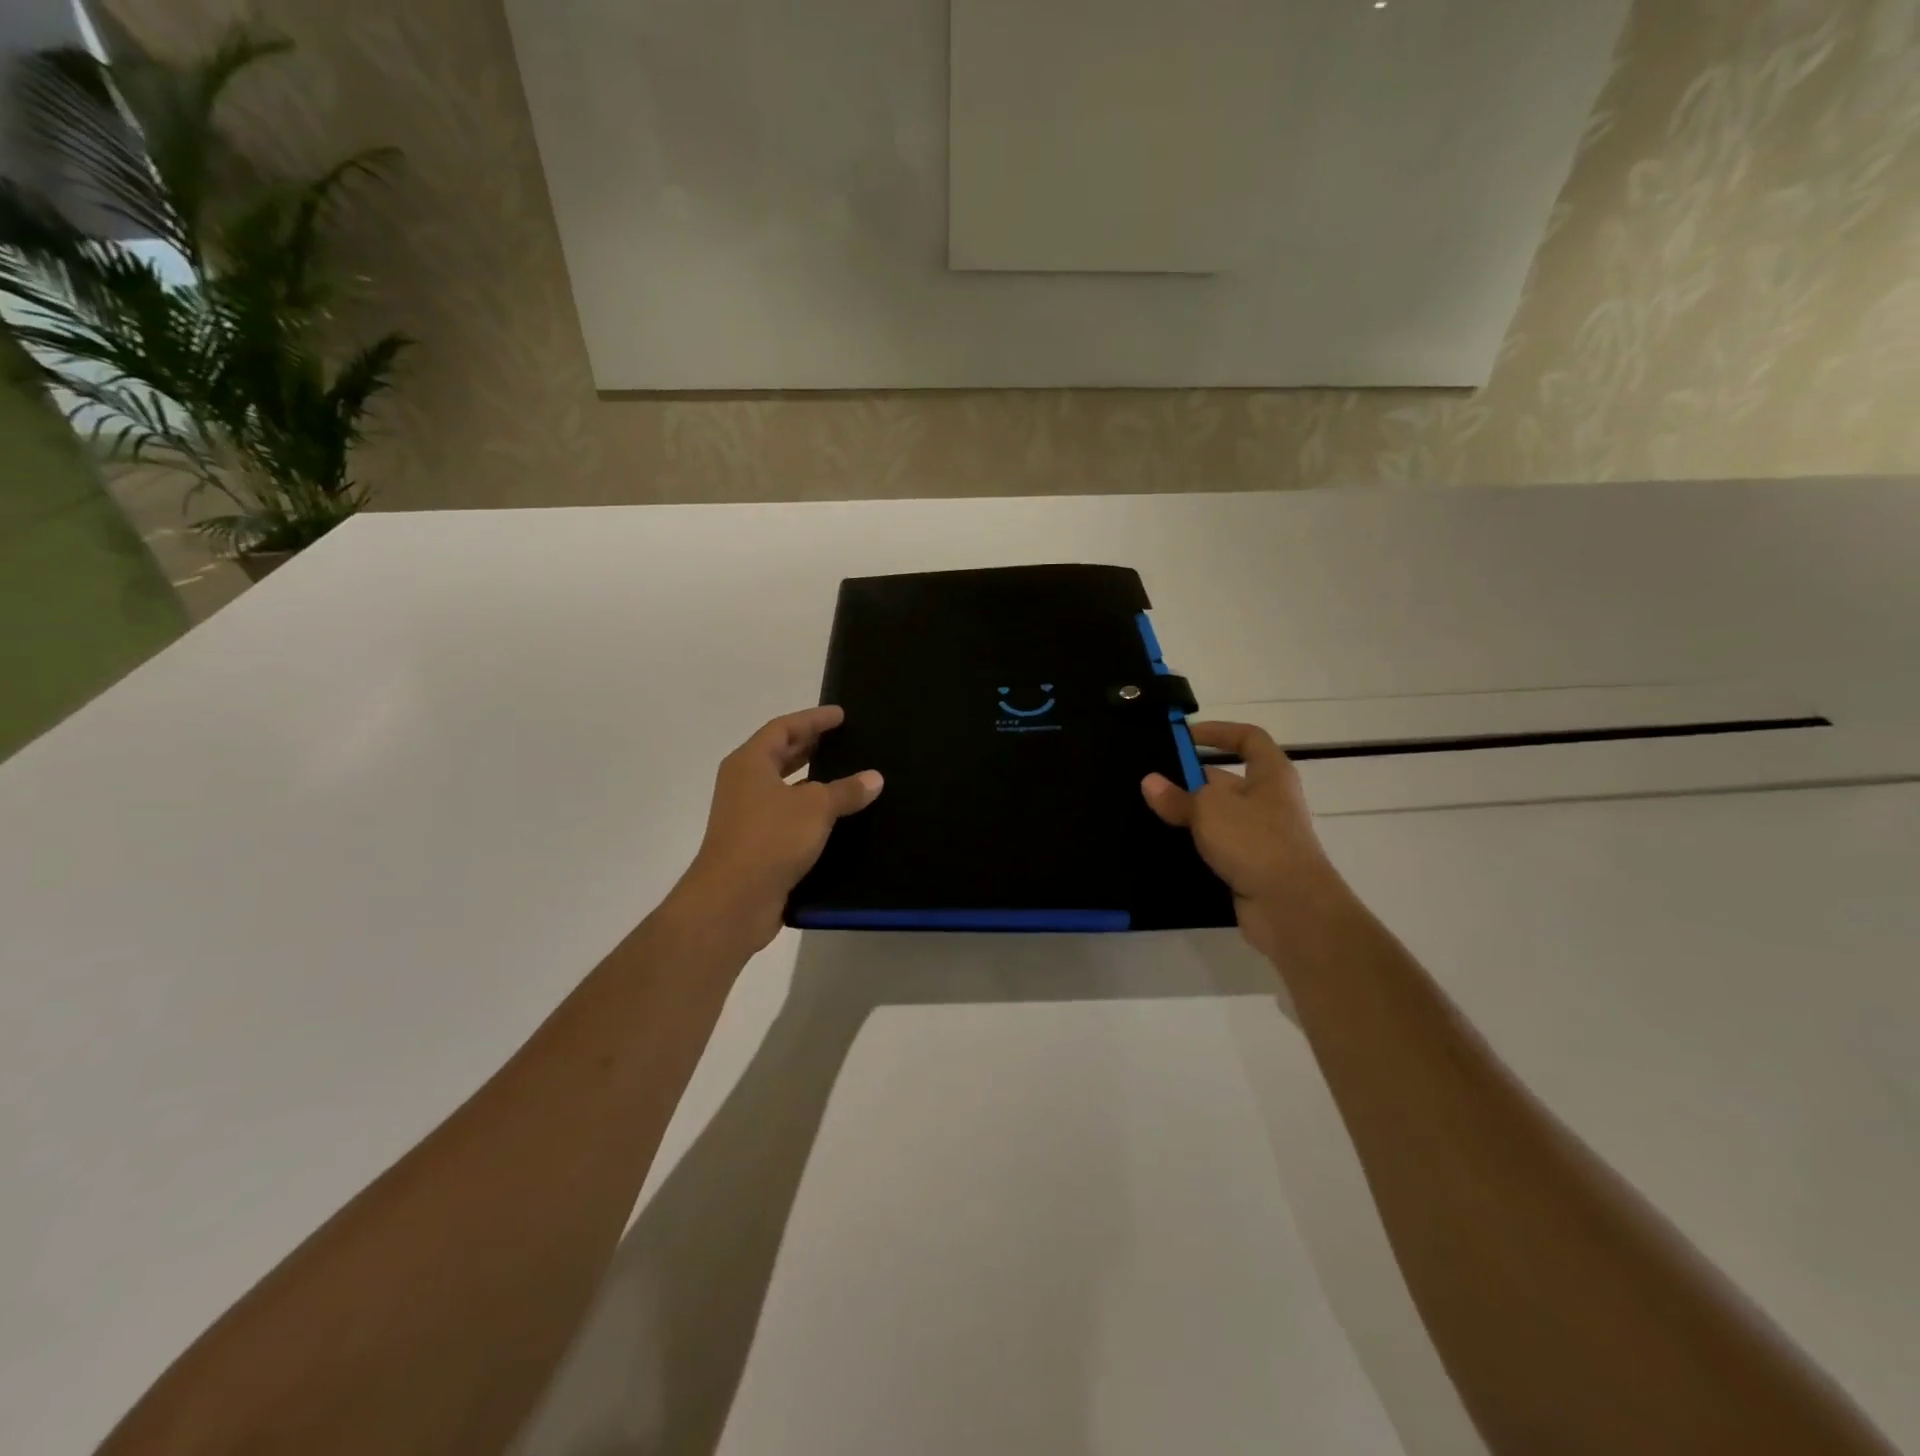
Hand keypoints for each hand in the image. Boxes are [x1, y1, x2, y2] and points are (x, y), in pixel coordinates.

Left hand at [673, 706, 883, 952]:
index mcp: (750, 763)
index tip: (840, 715)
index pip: (783, 728)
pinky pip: (788, 817)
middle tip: (843, 740)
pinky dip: (810, 812)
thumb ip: (846, 790)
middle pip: (779, 755)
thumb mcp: (815, 808)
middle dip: (810, 746)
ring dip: (812, 781)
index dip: (813, 719)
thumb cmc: (770, 840)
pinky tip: (838, 819)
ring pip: (785, 788)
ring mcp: (748, 816)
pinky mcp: (757, 845)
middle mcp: (744, 785)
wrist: (732, 901)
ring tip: (847, 776)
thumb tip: (874, 778)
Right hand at [1141, 721, 1341, 961]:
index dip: (1219, 732)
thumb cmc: (1255, 842)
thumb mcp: (1208, 809)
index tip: (1185, 736)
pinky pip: (1218, 848)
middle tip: (1150, 783)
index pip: (1248, 739)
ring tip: (1149, 814)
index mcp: (1270, 775)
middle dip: (1190, 780)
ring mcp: (1261, 837)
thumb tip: (1150, 782)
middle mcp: (1269, 801)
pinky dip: (1195, 846)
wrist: (1291, 908)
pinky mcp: (1251, 867)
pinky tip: (1165, 848)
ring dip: (1189, 816)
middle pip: (1226, 780)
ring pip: (1218, 817)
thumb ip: (1177, 796)